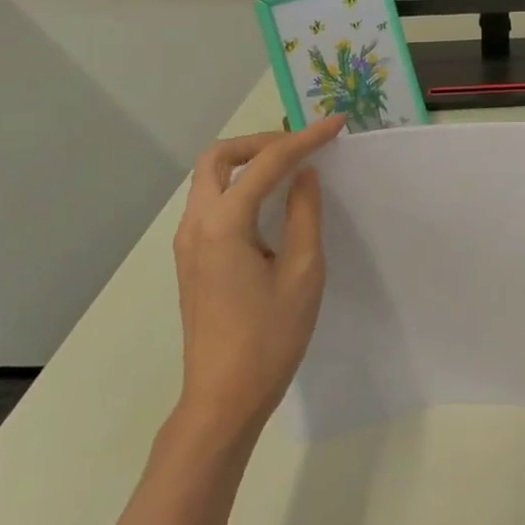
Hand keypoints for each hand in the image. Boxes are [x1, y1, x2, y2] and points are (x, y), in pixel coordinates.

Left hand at [170, 116, 347, 440]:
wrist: (223, 399)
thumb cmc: (269, 338)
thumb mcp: (303, 272)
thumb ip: (304, 214)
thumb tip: (305, 174)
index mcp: (223, 224)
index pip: (265, 163)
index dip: (304, 139)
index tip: (336, 125)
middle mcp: (196, 224)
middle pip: (218, 157)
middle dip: (261, 142)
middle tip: (301, 147)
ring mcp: (188, 242)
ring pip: (209, 178)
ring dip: (248, 162)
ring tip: (291, 168)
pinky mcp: (192, 258)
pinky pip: (211, 201)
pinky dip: (240, 185)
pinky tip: (271, 201)